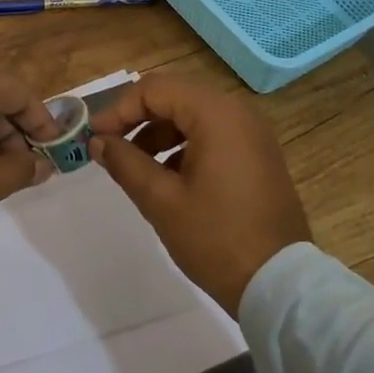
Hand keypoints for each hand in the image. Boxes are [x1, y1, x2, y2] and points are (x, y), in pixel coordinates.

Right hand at [88, 75, 311, 313]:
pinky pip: (213, 134)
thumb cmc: (216, 238)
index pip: (154, 89)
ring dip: (159, 134)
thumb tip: (98, 141)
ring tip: (135, 168)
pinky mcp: (257, 154)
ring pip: (193, 116)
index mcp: (216, 114)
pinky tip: (167, 179)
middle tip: (109, 148)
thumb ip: (125, 163)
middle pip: (175, 97)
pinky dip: (184, 146)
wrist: (279, 283)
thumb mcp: (161, 201)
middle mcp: (238, 111)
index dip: (119, 110)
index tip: (94, 138)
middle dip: (137, 119)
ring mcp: (252, 132)